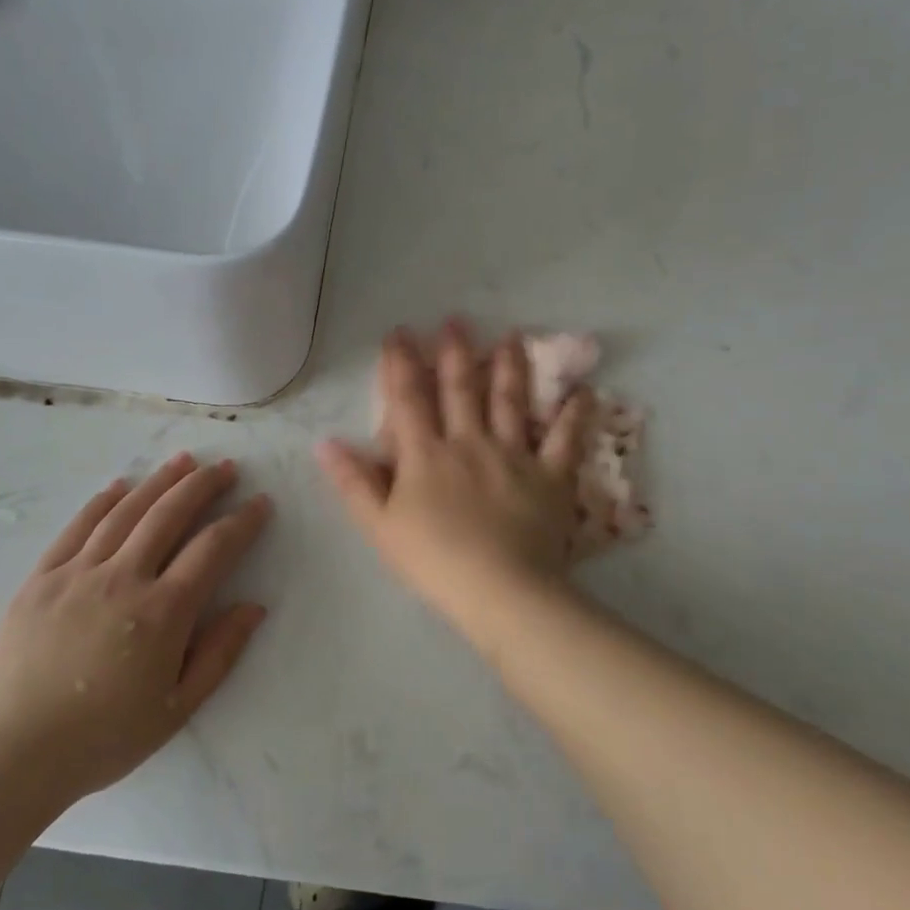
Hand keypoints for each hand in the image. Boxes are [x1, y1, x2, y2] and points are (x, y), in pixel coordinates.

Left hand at [0, 454, 271, 803]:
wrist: (13, 754)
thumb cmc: (104, 737)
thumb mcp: (178, 708)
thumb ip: (220, 653)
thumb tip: (254, 606)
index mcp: (162, 612)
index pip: (213, 549)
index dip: (242, 521)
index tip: (260, 503)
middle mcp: (123, 578)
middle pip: (170, 514)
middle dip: (203, 485)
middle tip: (225, 466)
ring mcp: (77, 573)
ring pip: (126, 512)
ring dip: (159, 482)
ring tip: (183, 461)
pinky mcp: (41, 578)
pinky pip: (77, 527)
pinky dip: (102, 502)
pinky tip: (120, 487)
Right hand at [317, 323, 591, 642]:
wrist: (499, 589)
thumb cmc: (433, 561)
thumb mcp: (380, 526)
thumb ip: (353, 482)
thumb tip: (325, 443)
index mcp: (426, 454)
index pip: (409, 399)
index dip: (401, 363)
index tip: (400, 332)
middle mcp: (469, 442)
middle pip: (461, 389)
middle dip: (455, 352)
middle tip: (456, 320)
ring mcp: (513, 455)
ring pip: (511, 401)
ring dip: (510, 366)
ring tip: (512, 336)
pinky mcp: (550, 475)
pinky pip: (565, 439)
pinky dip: (575, 415)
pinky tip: (584, 391)